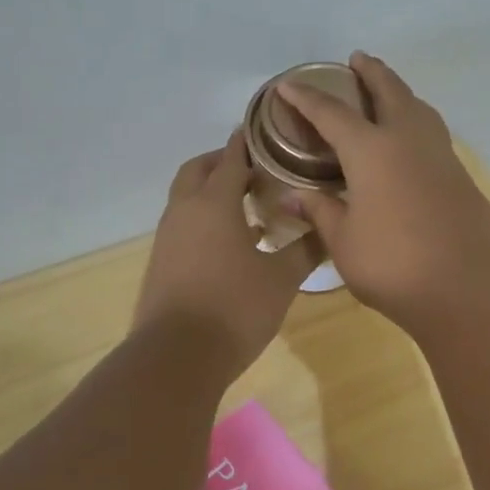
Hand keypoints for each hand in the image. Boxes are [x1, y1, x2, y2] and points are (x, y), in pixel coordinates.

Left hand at [134, 129, 314, 378]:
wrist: (176, 357)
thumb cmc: (235, 308)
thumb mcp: (281, 279)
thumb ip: (305, 249)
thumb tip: (328, 227)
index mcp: (214, 203)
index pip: (231, 158)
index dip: (248, 143)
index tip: (267, 133)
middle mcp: (184, 211)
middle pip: (199, 170)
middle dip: (223, 162)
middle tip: (256, 169)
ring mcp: (168, 237)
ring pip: (187, 198)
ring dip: (212, 192)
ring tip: (249, 206)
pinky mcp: (161, 262)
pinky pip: (183, 224)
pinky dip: (204, 219)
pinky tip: (232, 244)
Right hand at [275, 52, 489, 329]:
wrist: (468, 288)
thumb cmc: (394, 264)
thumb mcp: (344, 242)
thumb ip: (320, 212)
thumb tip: (292, 197)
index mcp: (372, 150)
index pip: (332, 114)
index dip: (306, 99)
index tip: (288, 86)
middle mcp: (408, 140)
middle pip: (389, 91)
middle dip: (370, 72)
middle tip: (357, 59)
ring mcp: (441, 155)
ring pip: (419, 107)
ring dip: (400, 91)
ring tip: (387, 90)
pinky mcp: (461, 175)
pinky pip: (433, 132)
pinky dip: (416, 120)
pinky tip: (410, 139)